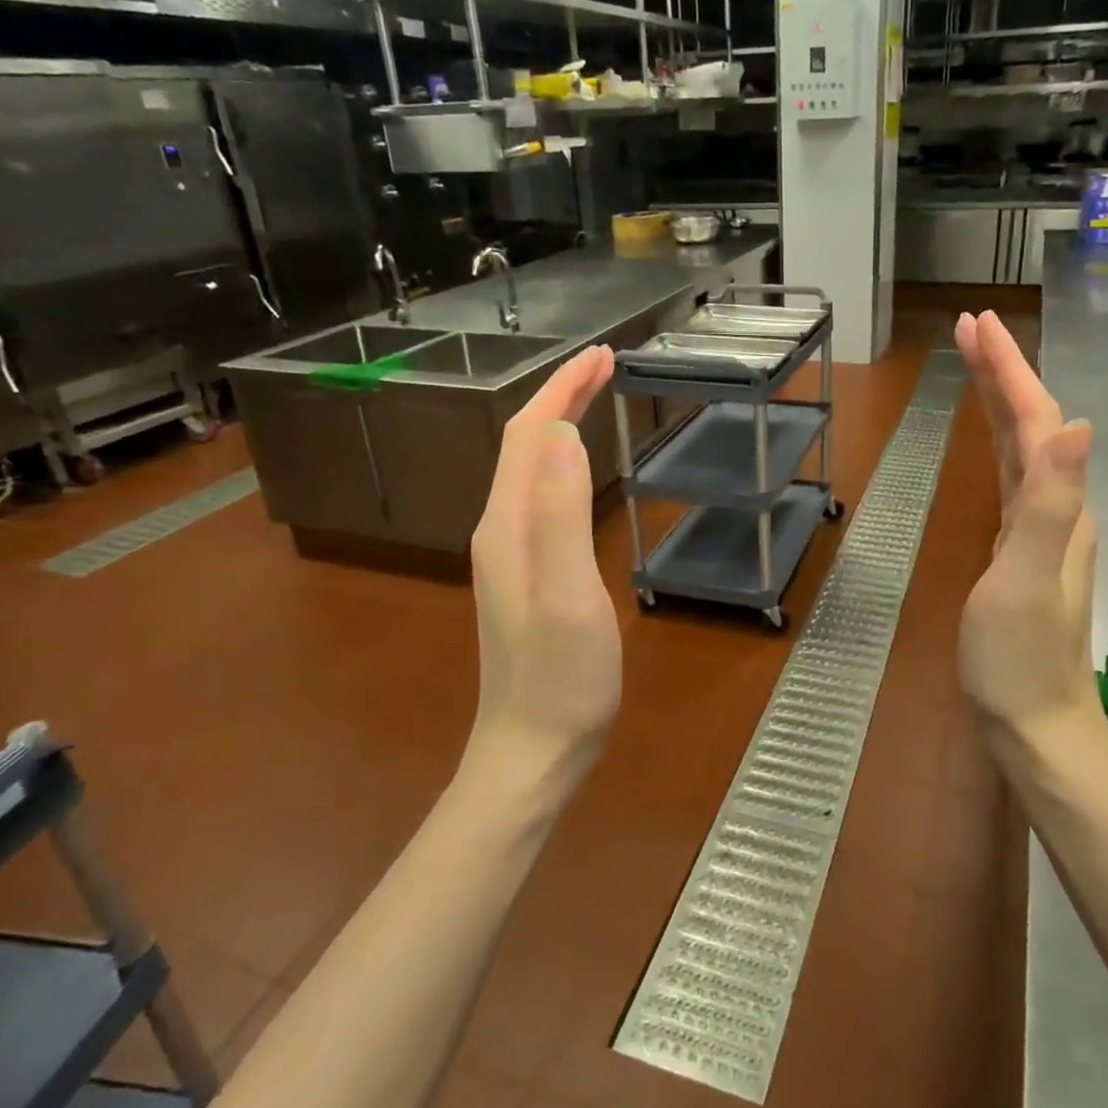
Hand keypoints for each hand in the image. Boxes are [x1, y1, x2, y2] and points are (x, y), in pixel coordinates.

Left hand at [467, 345, 621, 790]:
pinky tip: (580, 466)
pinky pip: (540, 494)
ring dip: (561, 422)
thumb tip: (565, 435)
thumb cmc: (561, 680)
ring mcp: (510, 552)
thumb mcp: (569, 596)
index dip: (563, 389)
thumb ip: (562, 516)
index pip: (530, 434)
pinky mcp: (525, 571)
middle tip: (607, 365)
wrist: (532, 752)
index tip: (604, 356)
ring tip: (596, 397)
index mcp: (507, 525)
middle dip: (561, 395)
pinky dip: (562, 461)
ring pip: (531, 467)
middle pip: (525, 444)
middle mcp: (499, 528)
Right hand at [953, 313, 1107, 777]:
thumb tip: (1077, 422)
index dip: (1007, 370)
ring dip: (1001, 400)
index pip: (1036, 420)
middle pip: (1033, 424)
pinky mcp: (1021, 550)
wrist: (1036, 729)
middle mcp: (1056, 508)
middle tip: (970, 328)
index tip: (976, 324)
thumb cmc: (1020, 660)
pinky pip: (1013, 477)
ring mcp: (1041, 531)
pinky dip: (1000, 443)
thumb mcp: (1026, 580)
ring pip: (1024, 447)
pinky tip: (993, 441)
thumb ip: (1049, 502)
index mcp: (1056, 507)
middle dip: (1003, 371)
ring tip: (976, 364)